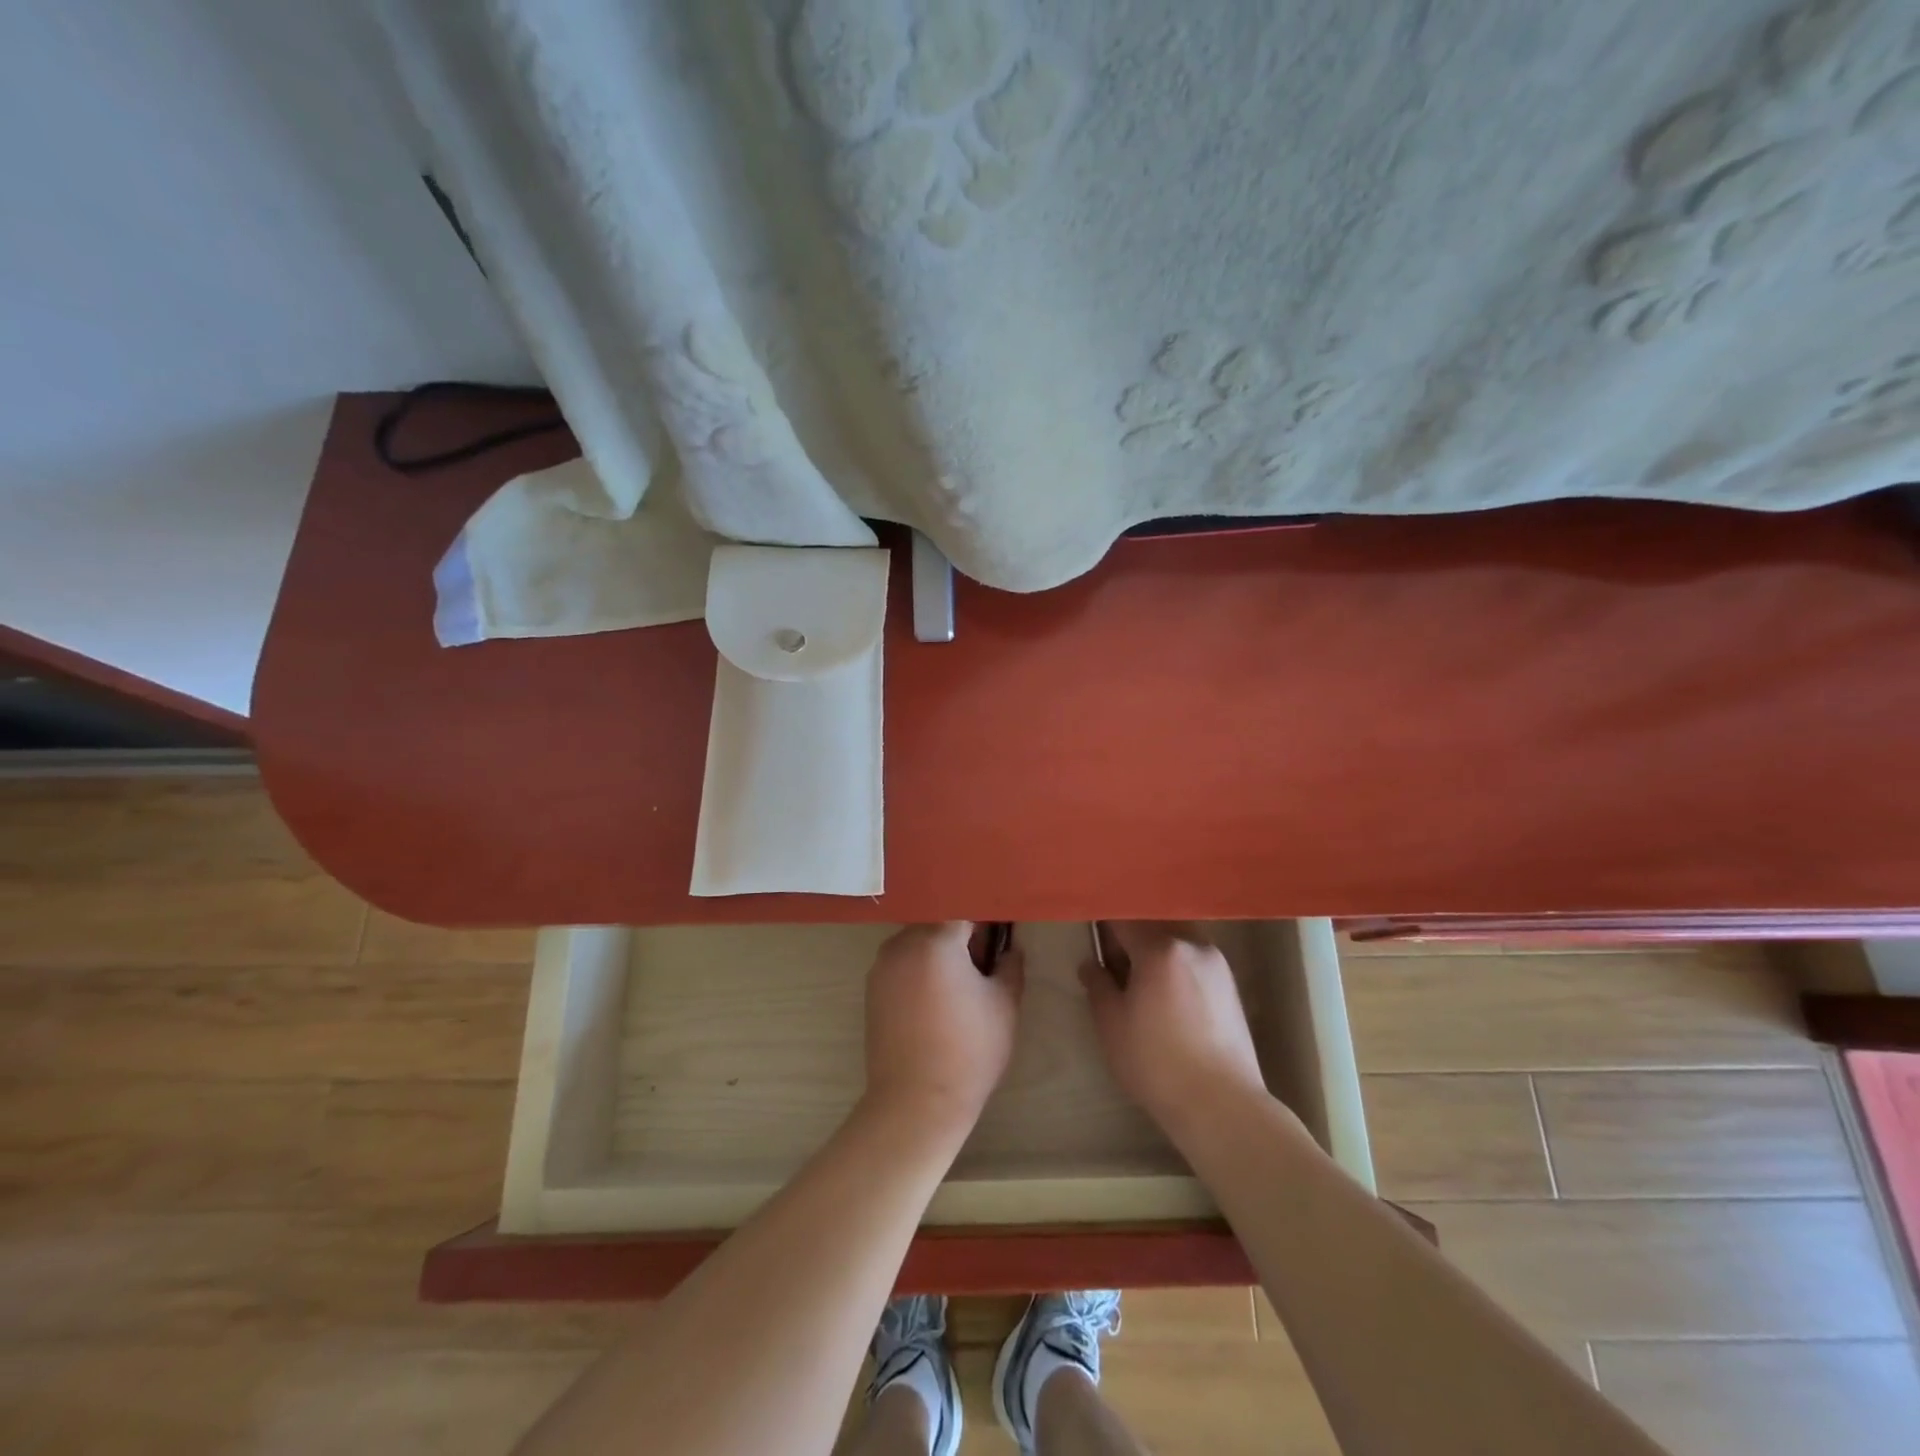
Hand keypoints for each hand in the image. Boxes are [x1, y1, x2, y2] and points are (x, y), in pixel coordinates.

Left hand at [863, 922, 1023, 1135]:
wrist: (917, 1102)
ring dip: (938, 950)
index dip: (985, 919)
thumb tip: (1009, 947)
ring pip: (917, 941)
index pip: (964, 909)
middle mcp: (902, 944)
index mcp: (935, 940)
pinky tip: (936, 999)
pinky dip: (919, 968)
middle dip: (960, 933)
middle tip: (982, 960)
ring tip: (959, 983)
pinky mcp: (872, 988)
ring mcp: (882, 966)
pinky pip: (902, 962)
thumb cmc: (969, 1050)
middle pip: (937, 921)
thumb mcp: (1004, 1005)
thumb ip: (1010, 965)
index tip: (999, 933)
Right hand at [1081, 921, 1268, 1136]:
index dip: (1103, 929)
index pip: (1123, 919)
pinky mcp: (1230, 985)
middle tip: (1115, 971)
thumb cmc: (1156, 1062)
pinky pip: (1193, 961)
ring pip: (1175, 942)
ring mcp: (1217, 963)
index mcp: (1160, 947)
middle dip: (1131, 940)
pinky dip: (1175, 968)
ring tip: (1142, 989)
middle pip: (1152, 925)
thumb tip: (1092, 965)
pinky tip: (1168, 1003)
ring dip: (1155, 953)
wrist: (1221, 1105)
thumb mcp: (1111, 1023)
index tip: (1093, 946)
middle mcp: (1193, 944)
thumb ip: (1097, 984)